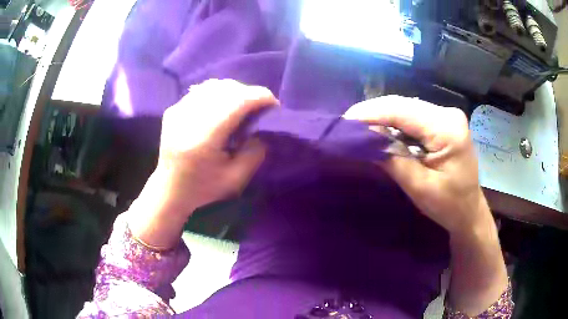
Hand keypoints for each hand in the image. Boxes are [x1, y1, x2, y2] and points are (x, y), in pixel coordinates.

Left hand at [128, 79, 277, 248]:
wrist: (169, 189)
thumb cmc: (202, 189)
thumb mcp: (235, 180)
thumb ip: (254, 154)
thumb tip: (261, 129)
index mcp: (204, 138)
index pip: (236, 102)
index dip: (259, 97)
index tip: (273, 104)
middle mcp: (188, 118)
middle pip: (226, 89)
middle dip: (249, 93)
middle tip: (260, 106)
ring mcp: (177, 111)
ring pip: (213, 86)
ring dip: (234, 91)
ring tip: (242, 104)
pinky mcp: (173, 110)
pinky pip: (201, 91)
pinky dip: (217, 94)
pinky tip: (222, 106)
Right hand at [344, 95, 489, 233]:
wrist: (469, 211)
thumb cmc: (449, 206)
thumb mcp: (419, 187)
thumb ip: (392, 159)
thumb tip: (364, 138)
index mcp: (448, 129)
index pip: (403, 111)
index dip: (371, 113)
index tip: (344, 120)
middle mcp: (448, 114)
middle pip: (403, 105)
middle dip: (374, 113)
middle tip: (347, 125)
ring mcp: (446, 116)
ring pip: (406, 109)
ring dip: (382, 117)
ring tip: (359, 127)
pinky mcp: (442, 122)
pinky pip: (412, 117)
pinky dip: (394, 124)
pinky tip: (381, 131)